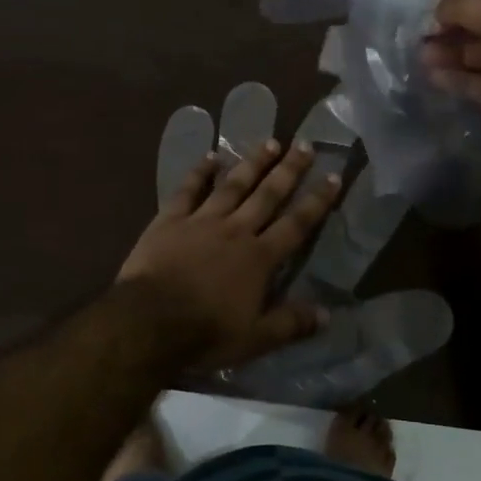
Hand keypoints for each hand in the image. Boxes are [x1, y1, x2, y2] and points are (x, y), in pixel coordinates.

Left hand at [119, 140, 341, 371]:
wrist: (147, 322)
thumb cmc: (204, 333)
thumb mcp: (254, 339)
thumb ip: (291, 323)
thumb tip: (328, 314)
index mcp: (259, 258)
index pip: (296, 225)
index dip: (317, 201)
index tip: (333, 176)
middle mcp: (235, 231)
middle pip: (267, 195)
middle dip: (289, 170)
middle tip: (305, 145)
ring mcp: (201, 221)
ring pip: (233, 185)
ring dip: (252, 163)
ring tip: (270, 141)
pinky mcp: (170, 220)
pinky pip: (188, 190)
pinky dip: (200, 172)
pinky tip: (210, 156)